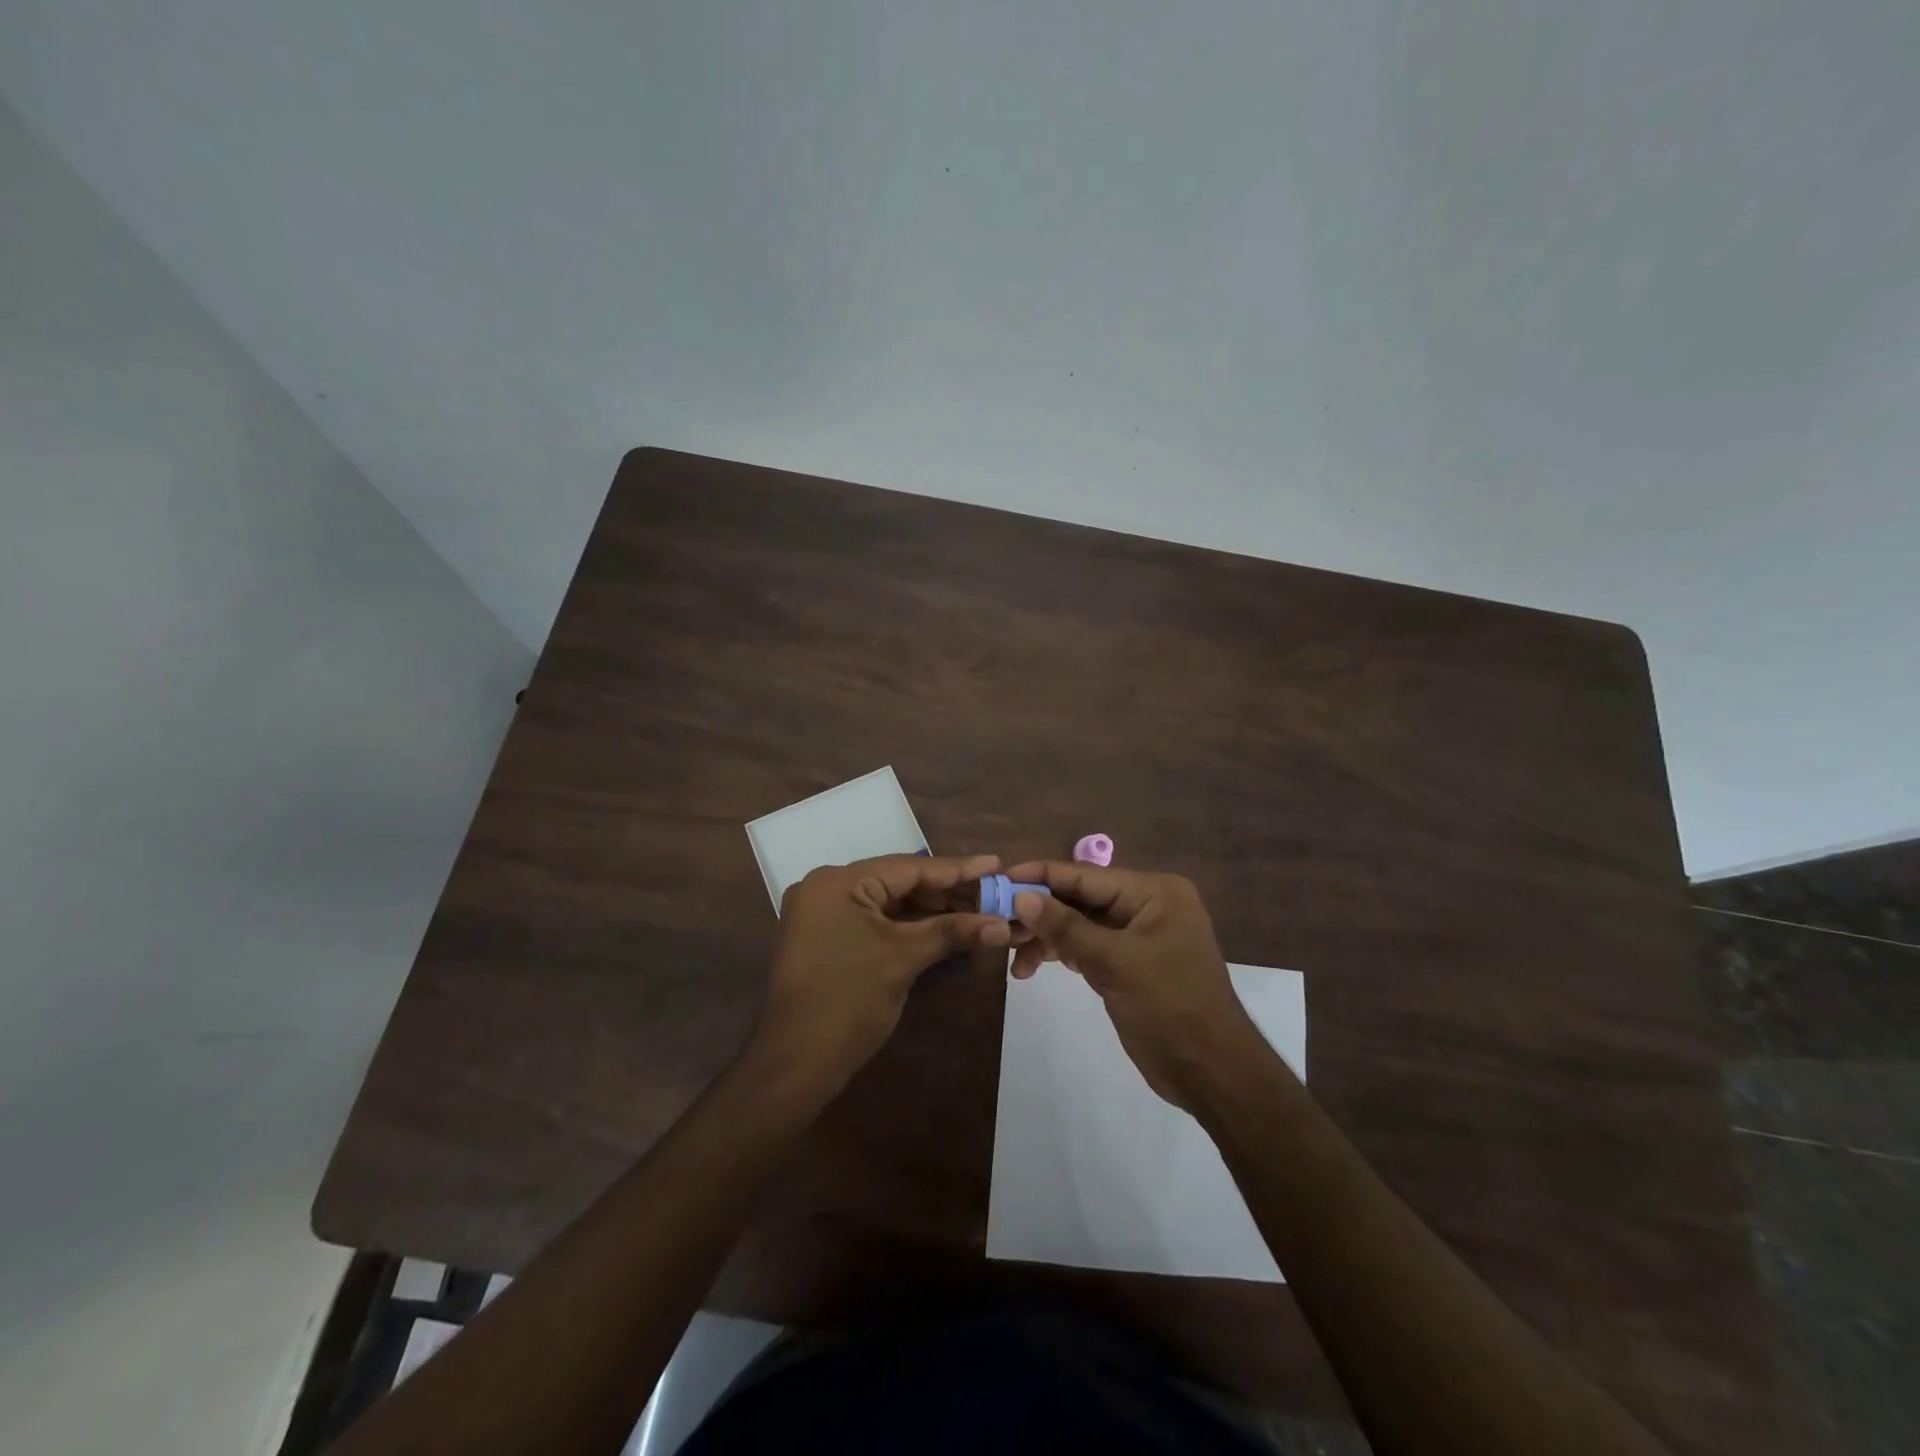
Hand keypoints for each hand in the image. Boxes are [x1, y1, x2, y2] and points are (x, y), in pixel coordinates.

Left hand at [753, 854, 1012, 1094]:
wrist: (795, 1064)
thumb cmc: (848, 1002)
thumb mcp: (903, 959)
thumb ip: (952, 932)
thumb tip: (1003, 924)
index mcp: (838, 882)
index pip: (908, 867)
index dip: (956, 869)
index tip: (996, 864)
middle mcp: (827, 888)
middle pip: (898, 882)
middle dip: (947, 892)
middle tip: (994, 893)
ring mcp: (824, 914)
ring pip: (889, 903)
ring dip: (930, 910)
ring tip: (979, 910)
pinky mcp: (827, 938)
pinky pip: (875, 921)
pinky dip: (908, 926)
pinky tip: (945, 928)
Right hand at [1004, 861, 1263, 1113]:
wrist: (1211, 1072)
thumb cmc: (1170, 1005)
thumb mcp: (1115, 962)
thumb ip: (1066, 927)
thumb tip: (1021, 897)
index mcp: (1153, 892)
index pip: (1086, 876)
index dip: (1042, 875)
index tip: (1000, 877)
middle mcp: (1146, 906)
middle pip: (1080, 899)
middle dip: (1040, 912)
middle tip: (997, 922)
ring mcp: (1137, 936)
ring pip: (1079, 926)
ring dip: (1046, 939)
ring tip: (1013, 957)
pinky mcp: (1128, 964)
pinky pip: (1087, 948)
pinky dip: (1061, 955)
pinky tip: (1032, 968)